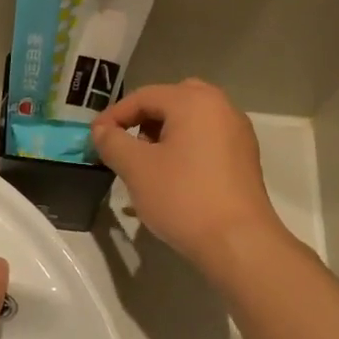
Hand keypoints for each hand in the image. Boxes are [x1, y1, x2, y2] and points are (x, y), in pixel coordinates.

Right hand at [91, 80, 287, 274]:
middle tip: (124, 144)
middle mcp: (221, 107)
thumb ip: (112, 142)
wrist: (237, 241)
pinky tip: (171, 178)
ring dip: (163, 135)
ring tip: (145, 164)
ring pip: (191, 121)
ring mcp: (237, 133)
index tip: (94, 138)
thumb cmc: (183, 197)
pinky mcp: (244, 158)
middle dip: (143, 120)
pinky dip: (184, 149)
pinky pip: (206, 140)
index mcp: (194, 101)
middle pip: (172, 101)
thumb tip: (102, 130)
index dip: (114, 115)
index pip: (144, 96)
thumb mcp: (136, 169)